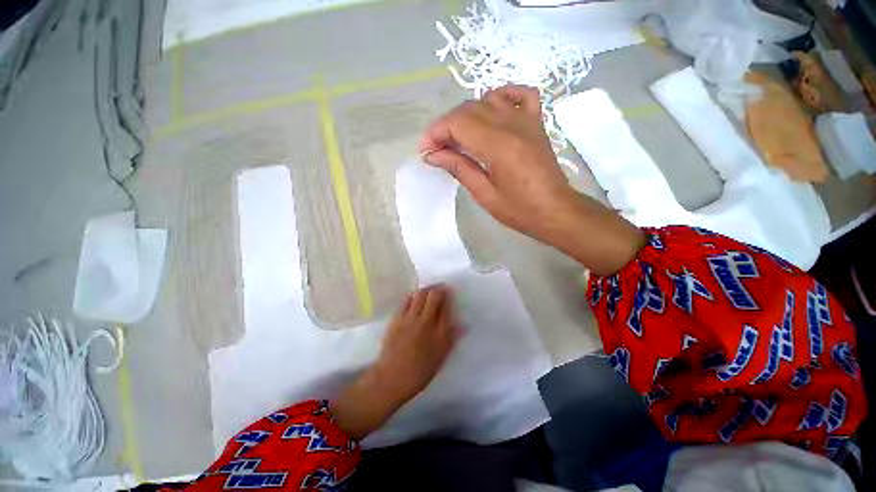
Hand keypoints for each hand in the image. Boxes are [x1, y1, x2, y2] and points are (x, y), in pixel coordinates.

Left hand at [332, 285, 456, 439]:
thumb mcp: (441, 358)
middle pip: (434, 296)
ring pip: (420, 294)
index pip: (447, 307)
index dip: (449, 296)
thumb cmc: (419, 372)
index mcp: (440, 333)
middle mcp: (427, 322)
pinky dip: (412, 295)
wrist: (392, 378)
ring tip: (429, 291)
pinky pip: (406, 300)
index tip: (449, 292)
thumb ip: (452, 338)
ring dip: (426, 289)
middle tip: (440, 288)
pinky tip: (414, 298)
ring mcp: (410, 319)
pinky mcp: (397, 318)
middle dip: (439, 288)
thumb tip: (464, 324)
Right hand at [420, 85, 644, 275]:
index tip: (426, 152)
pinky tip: (491, 110)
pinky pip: (520, 95)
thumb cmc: (519, 210)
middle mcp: (513, 125)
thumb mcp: (484, 194)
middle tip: (437, 150)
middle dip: (446, 126)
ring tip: (458, 138)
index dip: (436, 133)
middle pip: (469, 109)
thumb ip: (459, 168)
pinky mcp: (536, 123)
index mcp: (499, 146)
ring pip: (488, 100)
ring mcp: (527, 120)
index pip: (458, 123)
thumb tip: (432, 155)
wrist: (556, 211)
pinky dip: (501, 96)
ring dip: (466, 115)